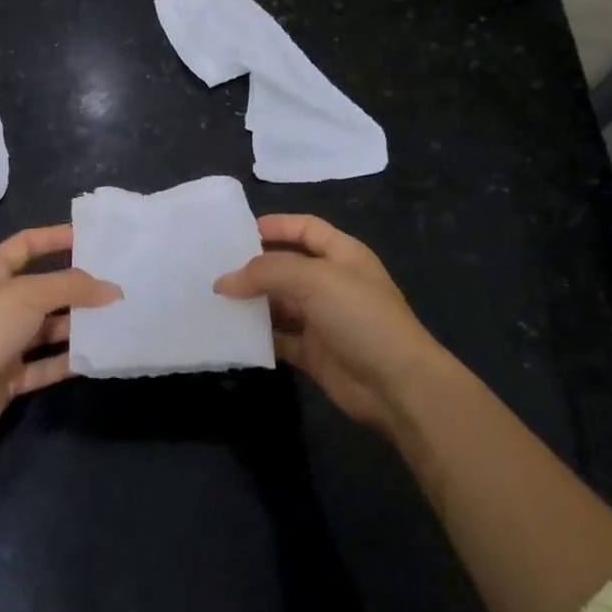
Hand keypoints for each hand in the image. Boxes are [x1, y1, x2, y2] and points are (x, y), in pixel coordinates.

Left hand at [0, 225, 120, 451]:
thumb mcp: (29, 294)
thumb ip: (72, 287)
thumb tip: (113, 289)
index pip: (26, 244)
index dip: (55, 238)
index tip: (91, 239)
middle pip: (42, 289)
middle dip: (75, 287)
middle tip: (116, 284)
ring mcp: (1, 342)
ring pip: (46, 328)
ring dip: (77, 325)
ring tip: (116, 319)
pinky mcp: (8, 377)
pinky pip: (45, 364)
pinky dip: (68, 360)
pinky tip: (98, 355)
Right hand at [216, 214, 449, 434]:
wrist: (398, 385)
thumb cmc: (360, 316)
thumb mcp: (314, 280)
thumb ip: (267, 272)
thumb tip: (224, 281)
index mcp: (342, 254)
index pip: (305, 228)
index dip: (275, 225)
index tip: (237, 232)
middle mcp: (331, 282)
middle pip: (286, 265)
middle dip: (254, 266)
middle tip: (214, 268)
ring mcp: (322, 318)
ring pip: (278, 302)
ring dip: (251, 302)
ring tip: (215, 299)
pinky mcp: (313, 352)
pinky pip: (279, 337)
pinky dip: (258, 335)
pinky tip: (231, 332)